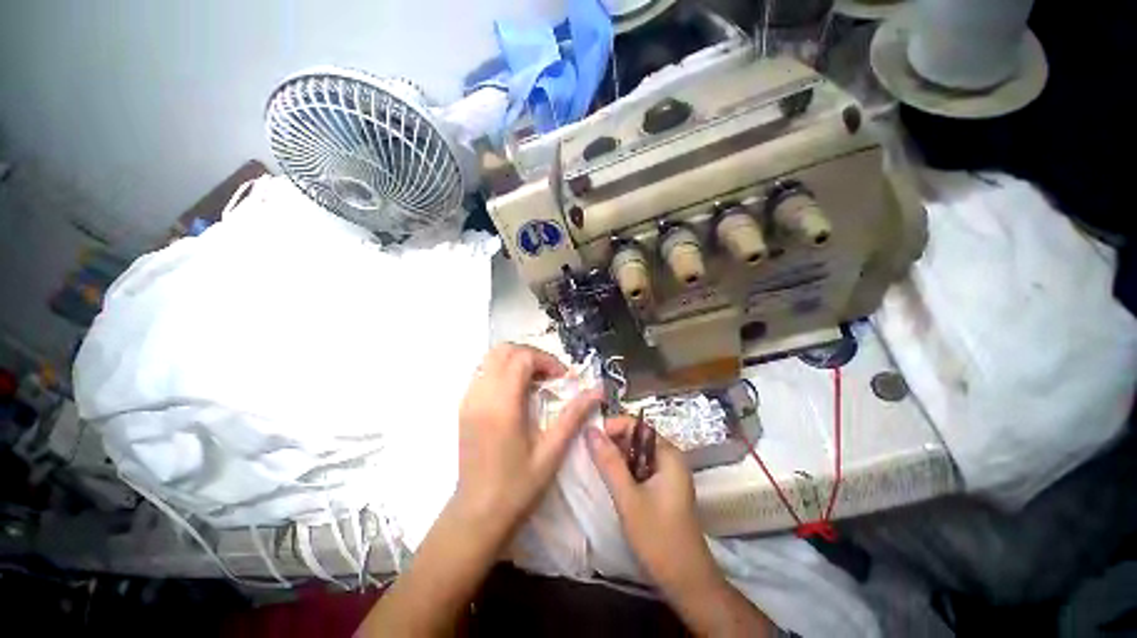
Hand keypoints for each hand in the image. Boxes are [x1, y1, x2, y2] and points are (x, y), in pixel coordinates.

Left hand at [454, 343, 600, 543]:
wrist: (477, 514)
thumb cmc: (518, 486)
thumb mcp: (552, 451)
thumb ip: (574, 416)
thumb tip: (598, 391)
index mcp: (502, 405)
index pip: (522, 358)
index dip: (546, 360)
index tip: (563, 378)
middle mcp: (481, 395)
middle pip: (504, 350)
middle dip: (531, 355)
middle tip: (550, 376)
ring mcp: (468, 399)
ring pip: (491, 358)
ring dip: (516, 361)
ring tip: (535, 382)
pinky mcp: (464, 406)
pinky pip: (483, 373)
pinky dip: (503, 371)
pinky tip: (517, 393)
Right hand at [586, 416, 720, 593]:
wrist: (686, 582)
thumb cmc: (658, 537)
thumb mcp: (628, 498)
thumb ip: (609, 462)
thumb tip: (590, 430)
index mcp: (668, 454)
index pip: (636, 425)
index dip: (612, 427)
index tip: (589, 437)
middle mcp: (670, 459)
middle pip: (636, 438)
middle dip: (612, 442)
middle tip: (587, 452)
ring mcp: (667, 475)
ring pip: (636, 455)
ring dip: (616, 457)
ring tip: (593, 464)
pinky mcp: (663, 489)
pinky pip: (640, 469)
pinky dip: (624, 470)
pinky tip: (609, 480)